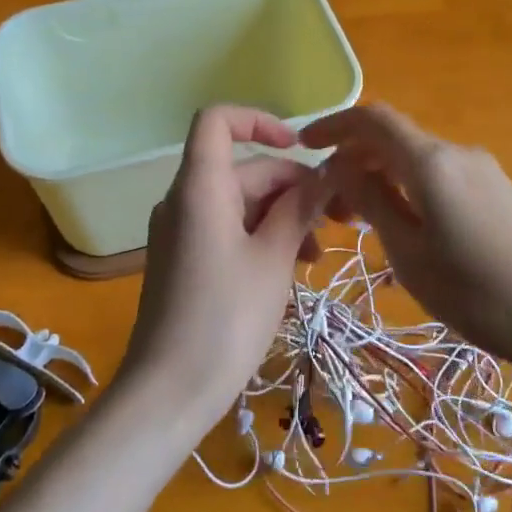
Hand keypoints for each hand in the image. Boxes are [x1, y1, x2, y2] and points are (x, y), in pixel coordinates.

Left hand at [118, 106, 326, 442]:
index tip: (300, 148)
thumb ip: (300, 207)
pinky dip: (261, 238)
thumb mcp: (274, 259)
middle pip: (244, 170)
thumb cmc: (226, 318)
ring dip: (283, 217)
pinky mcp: (184, 260)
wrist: (170, 390)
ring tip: (317, 256)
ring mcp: (181, 232)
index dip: (259, 120)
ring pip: (241, 204)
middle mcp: (184, 200)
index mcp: (200, 188)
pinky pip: (227, 230)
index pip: (217, 121)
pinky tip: (291, 269)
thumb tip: (326, 172)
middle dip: (294, 188)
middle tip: (341, 222)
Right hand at [301, 104, 511, 376]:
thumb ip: (372, 203)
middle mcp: (457, 154)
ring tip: (357, 226)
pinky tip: (402, 233)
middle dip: (352, 162)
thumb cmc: (483, 293)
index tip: (302, 147)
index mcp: (431, 162)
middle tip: (327, 210)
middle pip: (392, 140)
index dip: (333, 125)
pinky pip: (438, 179)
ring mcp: (483, 173)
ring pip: (415, 162)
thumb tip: (340, 166)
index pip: (372, 119)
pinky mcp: (498, 194)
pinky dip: (407, 192)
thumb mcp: (412, 255)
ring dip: (379, 181)